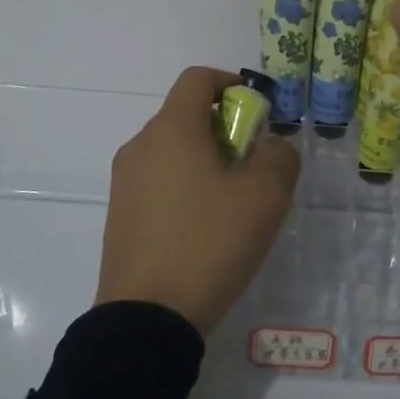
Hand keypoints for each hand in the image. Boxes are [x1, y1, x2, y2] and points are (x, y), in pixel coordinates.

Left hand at [95, 67, 300, 333]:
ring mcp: (124, 182)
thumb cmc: (210, 242)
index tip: (257, 112)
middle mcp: (141, 145)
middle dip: (224, 128)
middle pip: (185, 114)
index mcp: (172, 129)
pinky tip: (205, 226)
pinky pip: (158, 180)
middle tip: (253, 164)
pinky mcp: (120, 215)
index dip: (231, 83)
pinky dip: (185, 184)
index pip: (197, 78)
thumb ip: (279, 156)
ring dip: (206, 158)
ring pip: (172, 150)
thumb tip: (271, 146)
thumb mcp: (265, 196)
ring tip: (233, 201)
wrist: (147, 319)